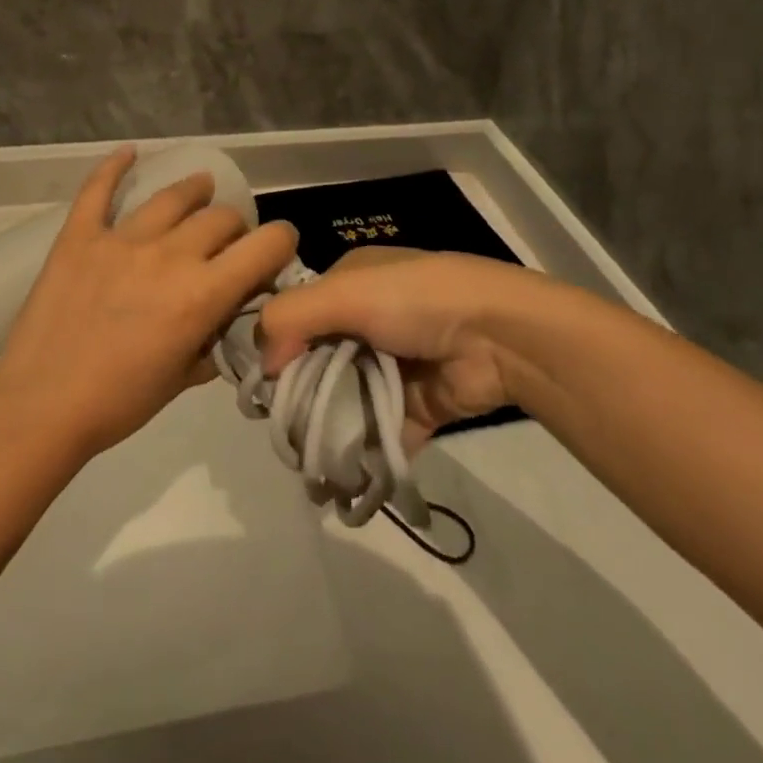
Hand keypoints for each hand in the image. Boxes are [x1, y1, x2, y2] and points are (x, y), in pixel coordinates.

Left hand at [0, 147, 298, 457]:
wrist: (40, 408)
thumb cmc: (118, 403)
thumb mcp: (183, 379)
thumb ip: (212, 341)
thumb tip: (225, 320)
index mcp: (203, 294)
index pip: (265, 245)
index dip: (281, 242)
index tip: (277, 248)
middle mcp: (169, 255)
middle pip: (221, 217)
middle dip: (235, 228)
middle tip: (227, 242)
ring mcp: (121, 240)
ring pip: (172, 197)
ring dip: (194, 190)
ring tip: (201, 186)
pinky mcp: (80, 236)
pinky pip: (98, 190)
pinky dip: (114, 167)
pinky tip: (128, 152)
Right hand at [258, 249, 523, 451]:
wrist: (498, 336)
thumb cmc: (414, 300)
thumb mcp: (345, 291)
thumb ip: (291, 317)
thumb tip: (265, 363)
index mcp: (350, 283)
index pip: (298, 314)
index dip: (279, 345)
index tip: (263, 382)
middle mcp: (367, 321)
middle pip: (318, 360)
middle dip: (301, 395)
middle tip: (284, 429)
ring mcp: (392, 365)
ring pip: (346, 399)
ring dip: (328, 429)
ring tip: (306, 462)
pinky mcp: (414, 406)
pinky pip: (379, 430)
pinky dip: (362, 454)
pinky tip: (338, 479)